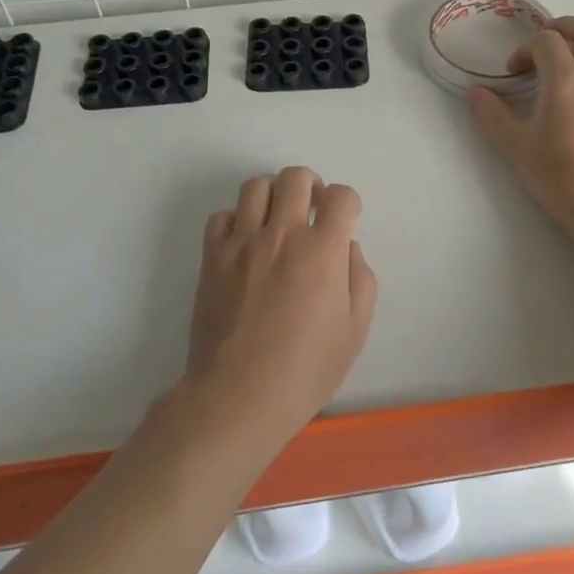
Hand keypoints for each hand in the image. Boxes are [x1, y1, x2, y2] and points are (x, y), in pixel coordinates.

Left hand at [182, 166, 377, 453]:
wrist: (239, 396)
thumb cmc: (306, 370)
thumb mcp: (355, 331)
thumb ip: (360, 280)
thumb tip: (347, 249)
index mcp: (323, 250)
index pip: (341, 196)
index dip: (348, 202)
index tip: (345, 221)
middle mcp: (282, 234)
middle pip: (296, 177)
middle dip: (311, 186)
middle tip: (312, 209)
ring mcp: (243, 243)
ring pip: (256, 186)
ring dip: (273, 194)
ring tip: (276, 218)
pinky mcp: (213, 257)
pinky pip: (222, 216)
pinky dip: (236, 220)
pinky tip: (244, 242)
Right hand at [468, 16, 573, 236]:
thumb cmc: (561, 176)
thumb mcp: (516, 148)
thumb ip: (492, 116)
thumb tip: (476, 93)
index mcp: (567, 79)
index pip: (547, 41)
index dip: (526, 49)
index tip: (514, 72)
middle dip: (565, 27)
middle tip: (544, 41)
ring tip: (555, 85)